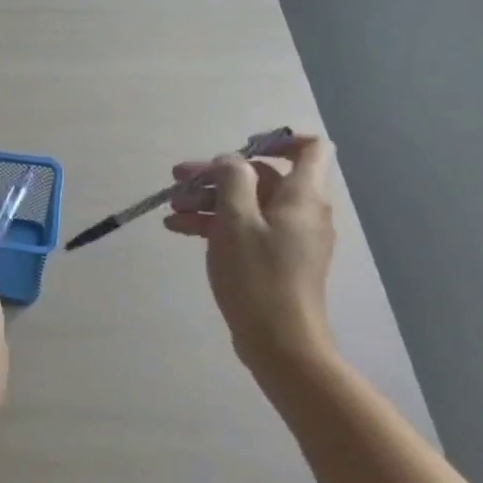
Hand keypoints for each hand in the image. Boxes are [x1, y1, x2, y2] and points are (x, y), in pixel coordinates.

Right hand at [165, 135, 338, 374]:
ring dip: (209, 201)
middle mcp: (301, 212)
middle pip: (262, 178)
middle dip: (218, 175)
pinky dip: (216, 224)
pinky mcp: (275, 260)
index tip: (237, 149)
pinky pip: (245, 229)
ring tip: (172, 209)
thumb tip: (231, 162)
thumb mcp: (236, 221)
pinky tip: (180, 230)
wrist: (280, 342)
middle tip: (178, 180)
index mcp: (302, 196)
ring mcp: (289, 238)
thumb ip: (233, 180)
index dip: (277, 139)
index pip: (310, 149)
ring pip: (247, 204)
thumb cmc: (258, 276)